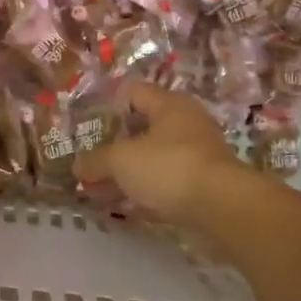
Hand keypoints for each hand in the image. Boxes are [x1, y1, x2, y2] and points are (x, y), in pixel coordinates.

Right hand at [75, 83, 248, 227]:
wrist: (222, 208)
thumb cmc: (169, 168)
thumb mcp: (121, 160)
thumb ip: (96, 160)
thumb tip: (77, 165)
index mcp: (169, 105)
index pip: (133, 92)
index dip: (108, 104)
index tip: (86, 123)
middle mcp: (187, 123)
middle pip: (144, 127)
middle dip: (116, 144)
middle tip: (91, 158)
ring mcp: (198, 154)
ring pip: (154, 156)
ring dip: (130, 170)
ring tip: (102, 186)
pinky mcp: (204, 183)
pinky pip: (167, 180)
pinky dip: (147, 189)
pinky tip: (128, 204)